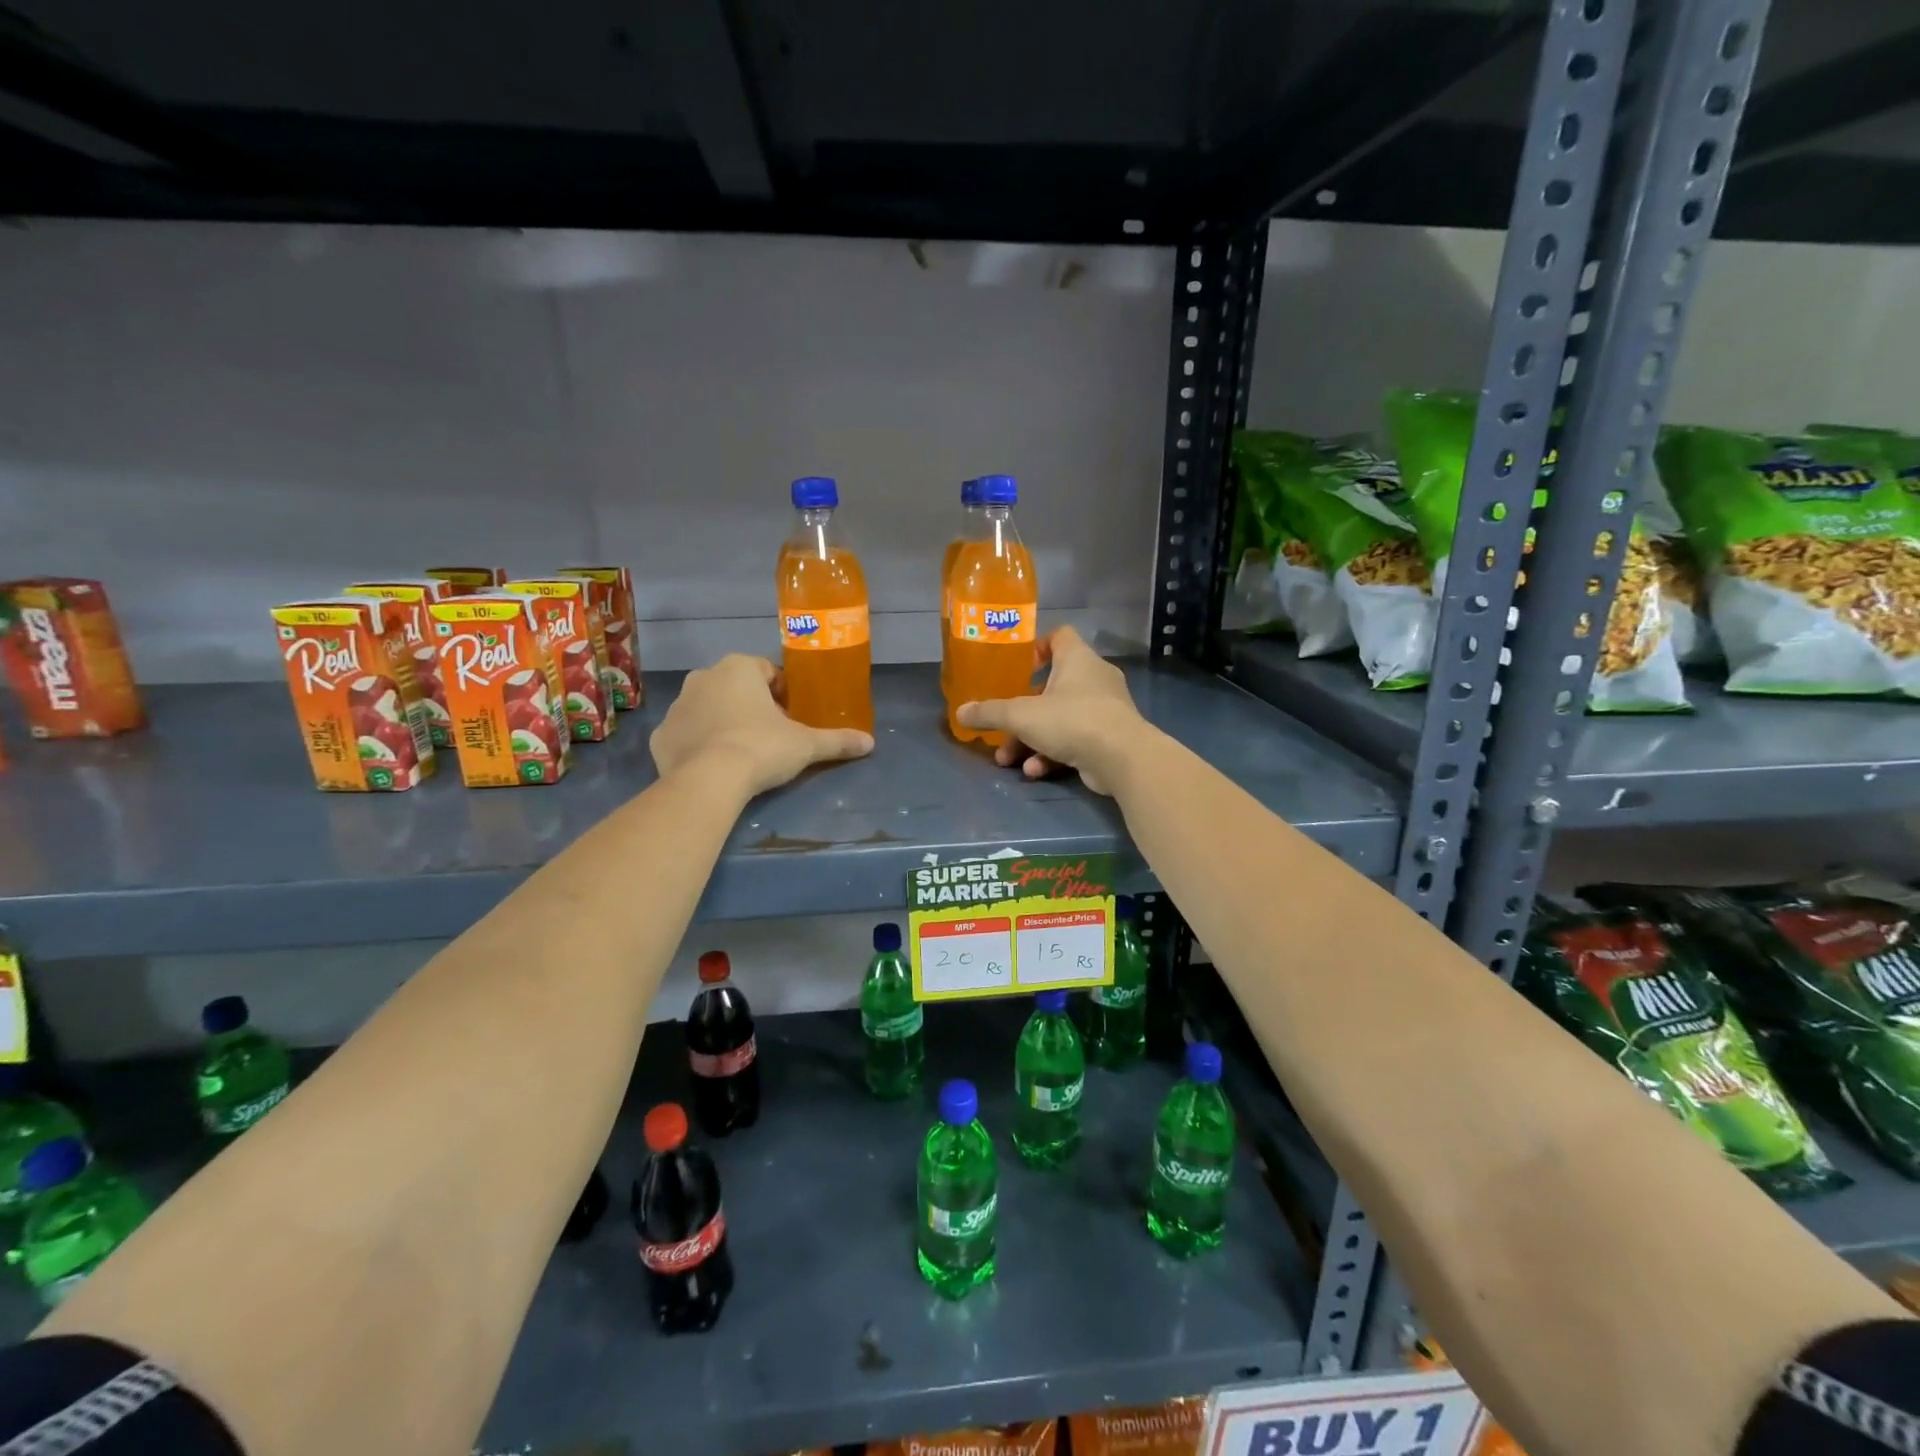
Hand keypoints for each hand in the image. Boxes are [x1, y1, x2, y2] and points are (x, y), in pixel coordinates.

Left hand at [652, 655, 872, 797]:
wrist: (709, 780)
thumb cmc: (761, 748)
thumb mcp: (806, 744)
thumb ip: (837, 741)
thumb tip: (869, 743)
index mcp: (739, 668)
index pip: (766, 671)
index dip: (781, 693)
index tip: (790, 717)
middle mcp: (703, 677)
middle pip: (734, 687)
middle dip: (750, 706)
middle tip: (769, 736)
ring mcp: (677, 706)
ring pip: (707, 708)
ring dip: (722, 722)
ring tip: (741, 753)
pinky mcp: (660, 736)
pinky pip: (685, 734)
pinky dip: (697, 744)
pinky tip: (713, 766)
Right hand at [955, 626, 1149, 795]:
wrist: (1122, 758)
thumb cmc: (1071, 720)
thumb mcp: (1021, 715)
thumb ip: (989, 713)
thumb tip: (960, 712)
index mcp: (1077, 658)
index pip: (1059, 636)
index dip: (1036, 647)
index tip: (1016, 668)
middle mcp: (1094, 678)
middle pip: (1053, 685)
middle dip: (1024, 710)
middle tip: (1003, 726)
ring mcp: (1105, 709)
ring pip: (1060, 718)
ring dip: (1032, 739)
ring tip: (1009, 760)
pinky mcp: (1110, 737)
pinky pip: (1074, 740)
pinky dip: (1053, 754)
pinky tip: (1035, 772)